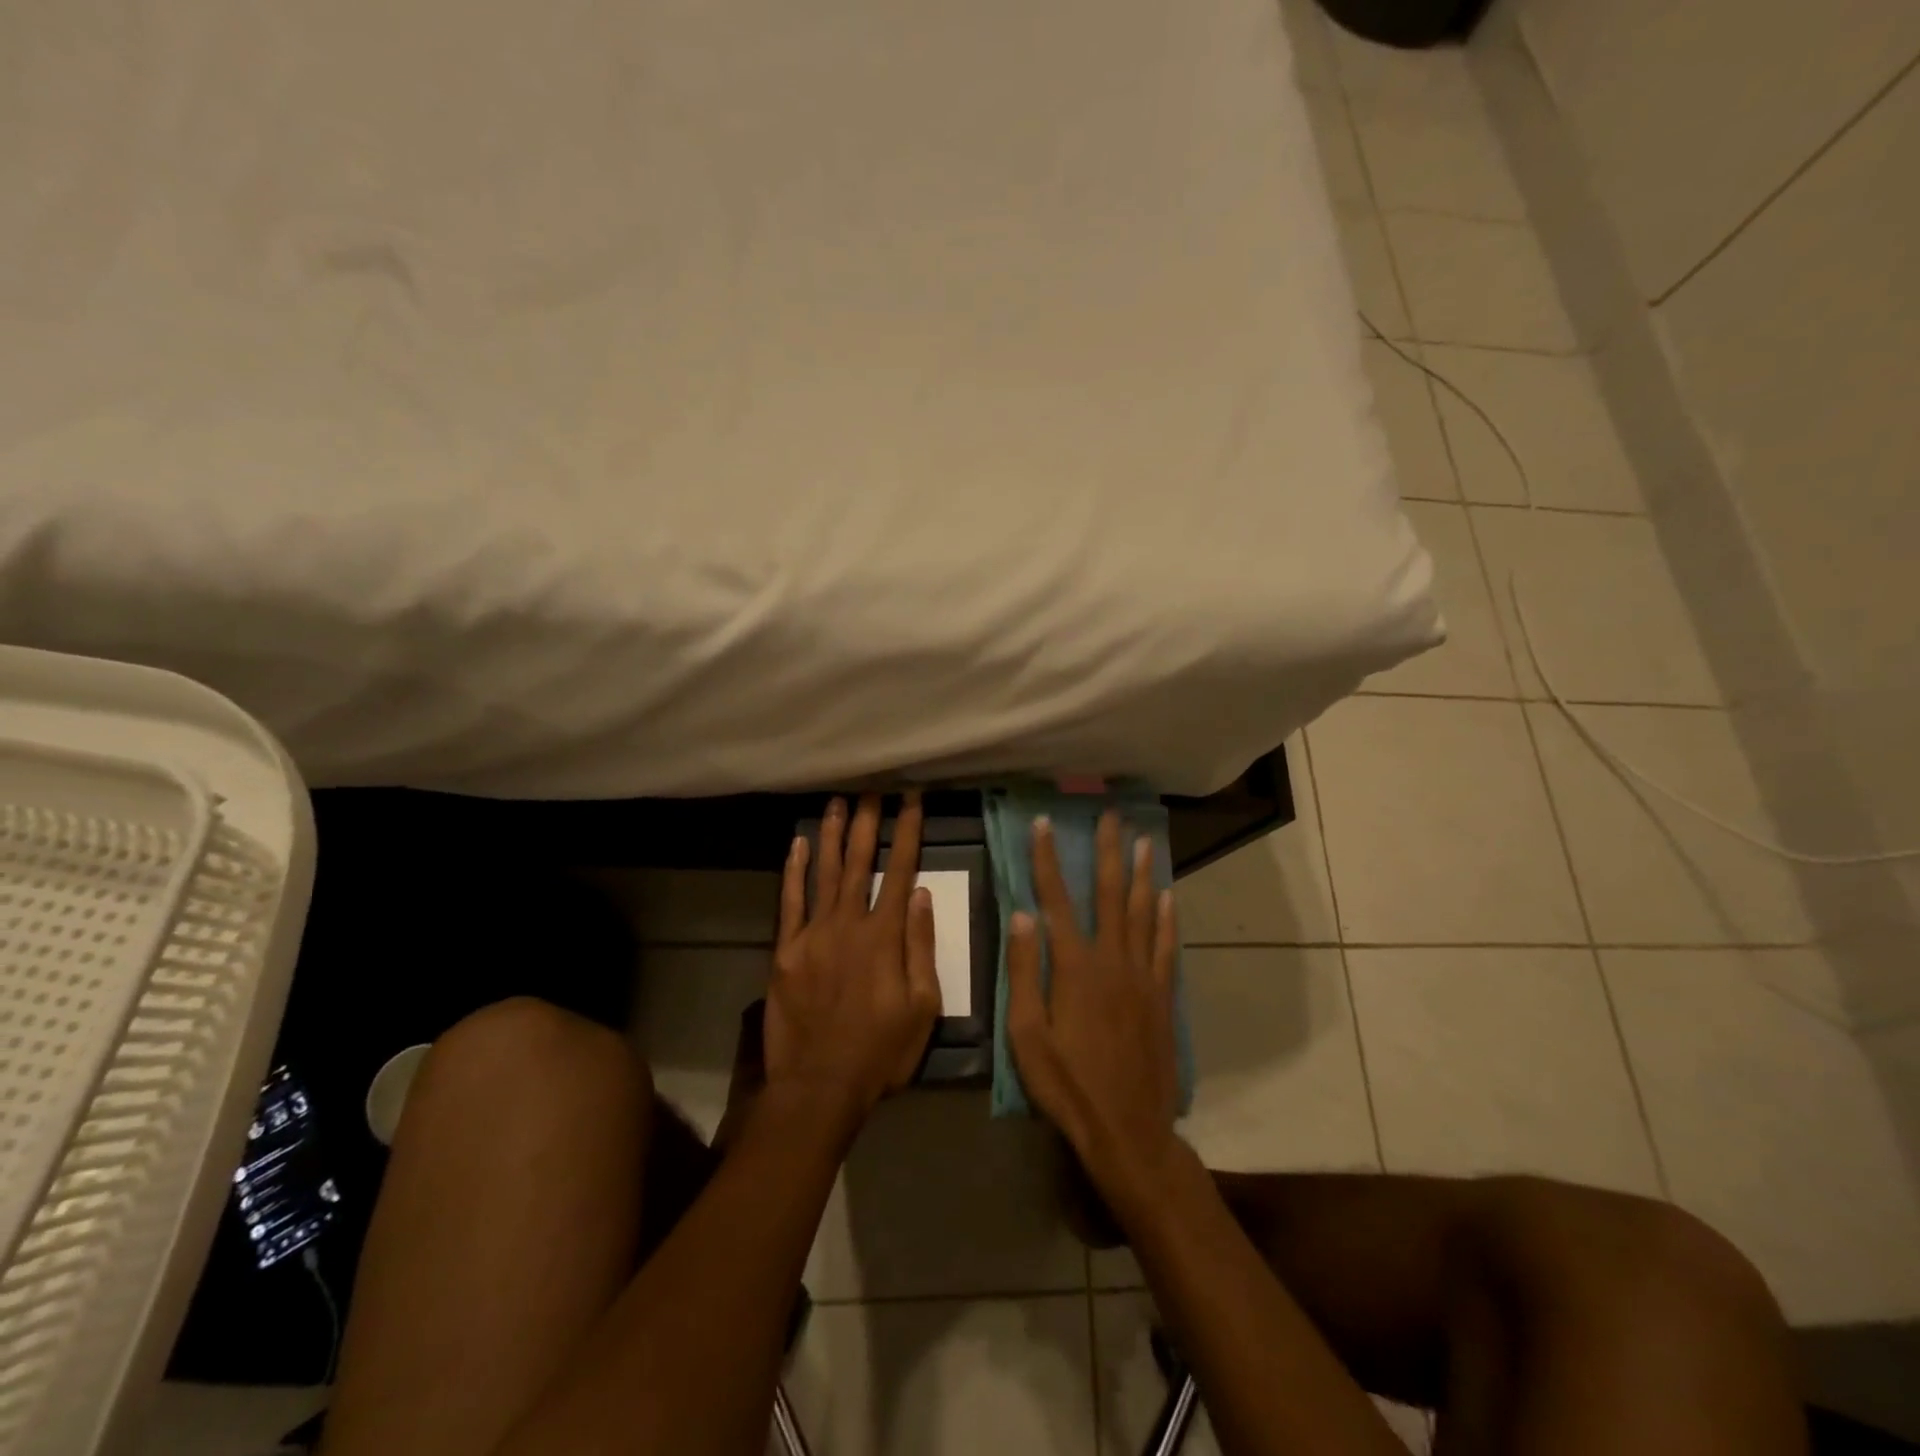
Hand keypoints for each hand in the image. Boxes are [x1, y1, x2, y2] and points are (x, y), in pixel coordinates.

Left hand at [766, 793, 941, 1126]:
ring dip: (831, 835)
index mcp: (885, 936)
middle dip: (867, 822)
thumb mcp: (922, 1007)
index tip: (912, 799)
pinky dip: (793, 871)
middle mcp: (848, 923)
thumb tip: (922, 894)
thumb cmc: (881, 1051)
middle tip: (871, 789)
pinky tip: (797, 845)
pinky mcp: (785, 951)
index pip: (900, 870)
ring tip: (836, 802)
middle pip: (859, 861)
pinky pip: (790, 902)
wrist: (819, 1086)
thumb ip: (921, 947)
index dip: (908, 831)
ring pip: (824, 872)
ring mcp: (812, 934)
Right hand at [1007, 811, 1180, 1196]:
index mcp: (1074, 967)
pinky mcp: (1163, 996)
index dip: (1047, 859)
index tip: (1044, 824)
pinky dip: (1167, 919)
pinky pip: (1167, 947)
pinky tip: (1168, 897)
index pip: (1056, 900)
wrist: (1128, 1129)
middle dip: (1108, 852)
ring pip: (1143, 912)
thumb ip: (1023, 971)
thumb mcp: (1027, 1035)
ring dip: (1142, 874)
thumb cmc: (1067, 1084)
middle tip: (1110, 815)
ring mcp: (1143, 976)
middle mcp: (1112, 960)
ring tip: (1144, 841)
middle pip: (1110, 894)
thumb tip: (1022, 915)